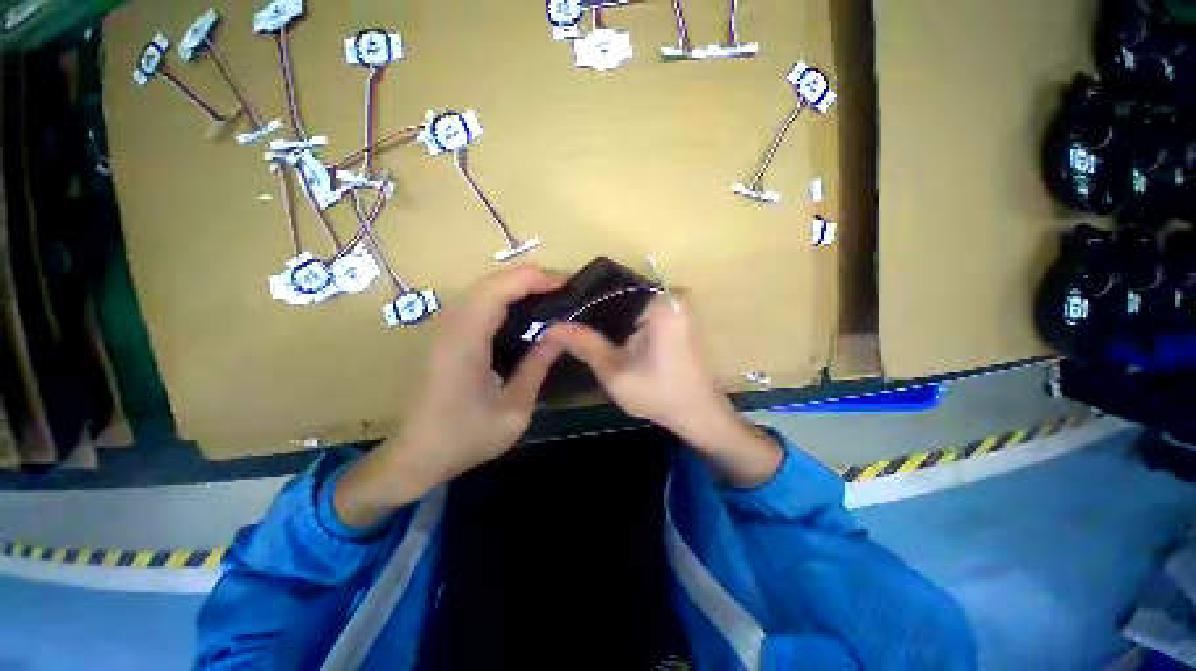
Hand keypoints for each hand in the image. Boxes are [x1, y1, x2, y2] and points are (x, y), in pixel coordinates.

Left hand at [335, 266, 564, 528]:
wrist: (415, 456)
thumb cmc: (465, 438)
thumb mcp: (513, 410)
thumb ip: (537, 368)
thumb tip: (560, 334)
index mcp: (465, 343)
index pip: (497, 290)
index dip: (532, 278)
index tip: (565, 282)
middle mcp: (451, 326)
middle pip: (490, 281)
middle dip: (530, 276)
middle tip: (563, 287)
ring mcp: (445, 328)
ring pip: (483, 288)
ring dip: (518, 284)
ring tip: (550, 294)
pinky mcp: (447, 335)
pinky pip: (479, 302)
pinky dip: (506, 297)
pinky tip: (525, 309)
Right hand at [548, 297, 782, 485]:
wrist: (699, 415)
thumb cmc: (659, 394)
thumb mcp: (614, 372)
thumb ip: (584, 344)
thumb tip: (552, 326)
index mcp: (661, 302)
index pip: (611, 288)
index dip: (584, 301)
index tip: (564, 314)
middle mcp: (672, 295)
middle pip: (622, 295)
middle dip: (597, 310)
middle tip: (570, 325)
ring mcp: (678, 305)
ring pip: (631, 303)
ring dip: (610, 317)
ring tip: (584, 329)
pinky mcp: (678, 317)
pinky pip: (644, 311)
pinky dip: (626, 321)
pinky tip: (610, 335)